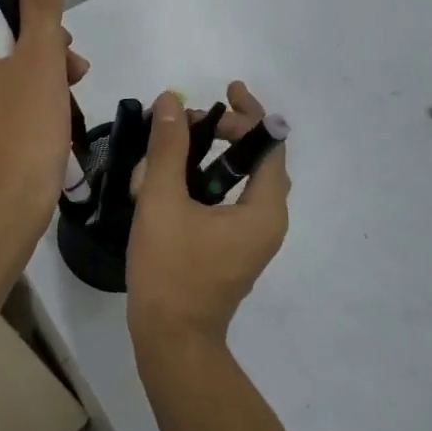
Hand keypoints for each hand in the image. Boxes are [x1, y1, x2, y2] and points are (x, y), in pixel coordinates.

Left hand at [0, 0, 88, 215]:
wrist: (11, 210)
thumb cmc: (21, 131)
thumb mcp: (39, 59)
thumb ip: (43, 3)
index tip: (45, 5)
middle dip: (36, 30)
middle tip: (67, 49)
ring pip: (7, 56)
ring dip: (44, 57)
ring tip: (75, 76)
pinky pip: (9, 85)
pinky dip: (37, 83)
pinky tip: (66, 95)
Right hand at [127, 83, 289, 350]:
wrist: (171, 338)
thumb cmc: (170, 270)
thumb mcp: (162, 202)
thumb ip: (168, 149)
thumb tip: (171, 101)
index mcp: (264, 209)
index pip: (269, 145)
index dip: (249, 113)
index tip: (224, 91)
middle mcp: (268, 222)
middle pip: (258, 161)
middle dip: (227, 133)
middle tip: (189, 120)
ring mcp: (252, 239)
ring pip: (242, 182)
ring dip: (215, 156)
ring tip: (181, 140)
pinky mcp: (234, 250)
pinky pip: (230, 202)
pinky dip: (210, 181)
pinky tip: (176, 178)